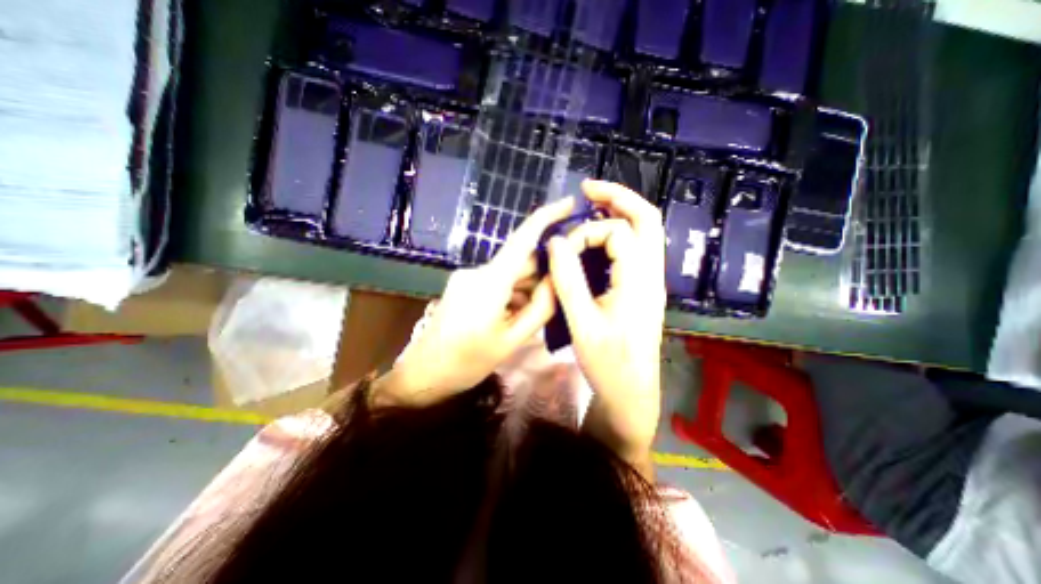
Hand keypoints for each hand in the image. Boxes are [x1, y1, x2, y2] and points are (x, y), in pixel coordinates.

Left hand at [374, 197, 577, 405]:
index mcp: (490, 282)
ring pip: (509, 274)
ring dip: (525, 289)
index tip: (569, 203)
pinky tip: (511, 316)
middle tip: (552, 300)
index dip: (547, 217)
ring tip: (526, 318)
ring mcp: (467, 277)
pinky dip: (510, 294)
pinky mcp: (462, 285)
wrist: (424, 374)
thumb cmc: (468, 362)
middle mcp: (477, 271)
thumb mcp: (512, 340)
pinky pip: (496, 282)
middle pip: (519, 262)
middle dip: (540, 275)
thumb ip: (540, 307)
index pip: (522, 239)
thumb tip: (558, 280)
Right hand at [545, 179, 666, 475]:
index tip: (561, 252)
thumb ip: (568, 280)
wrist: (631, 392)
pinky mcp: (641, 289)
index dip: (585, 235)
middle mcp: (651, 275)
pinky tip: (595, 239)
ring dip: (618, 213)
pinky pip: (634, 250)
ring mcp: (649, 281)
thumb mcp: (582, 323)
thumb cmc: (607, 363)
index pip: (617, 234)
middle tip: (588, 188)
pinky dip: (616, 234)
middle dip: (617, 197)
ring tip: (592, 205)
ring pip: (644, 232)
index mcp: (639, 281)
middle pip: (647, 219)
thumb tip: (555, 242)